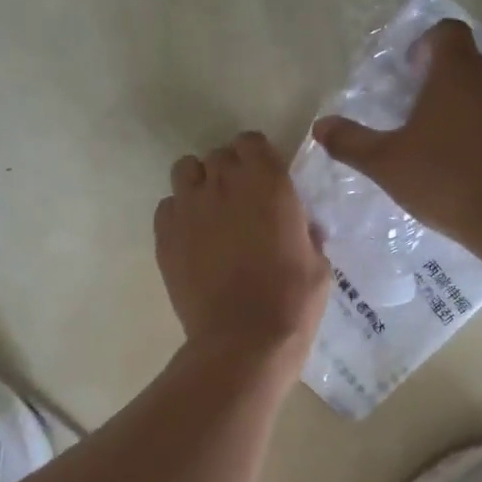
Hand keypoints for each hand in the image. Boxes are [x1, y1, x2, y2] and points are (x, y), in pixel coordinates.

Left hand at [155, 131, 329, 362]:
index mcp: (268, 182)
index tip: (263, 179)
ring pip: (185, 171)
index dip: (256, 158)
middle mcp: (224, 183)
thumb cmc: (292, 300)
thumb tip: (298, 226)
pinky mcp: (165, 234)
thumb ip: (304, 231)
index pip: (251, 142)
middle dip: (229, 172)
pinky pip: (167, 206)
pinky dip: (178, 215)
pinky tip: (191, 239)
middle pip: (218, 156)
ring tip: (209, 213)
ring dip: (198, 184)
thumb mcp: (317, 262)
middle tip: (239, 203)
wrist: (244, 339)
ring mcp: (189, 207)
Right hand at [312, 19, 481, 258]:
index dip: (425, 46)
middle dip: (441, 84)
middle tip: (417, 119)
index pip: (446, 32)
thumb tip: (320, 126)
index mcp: (458, 72)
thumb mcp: (388, 165)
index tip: (409, 75)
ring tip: (445, 150)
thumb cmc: (449, 181)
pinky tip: (476, 171)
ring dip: (467, 111)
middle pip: (467, 65)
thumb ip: (352, 142)